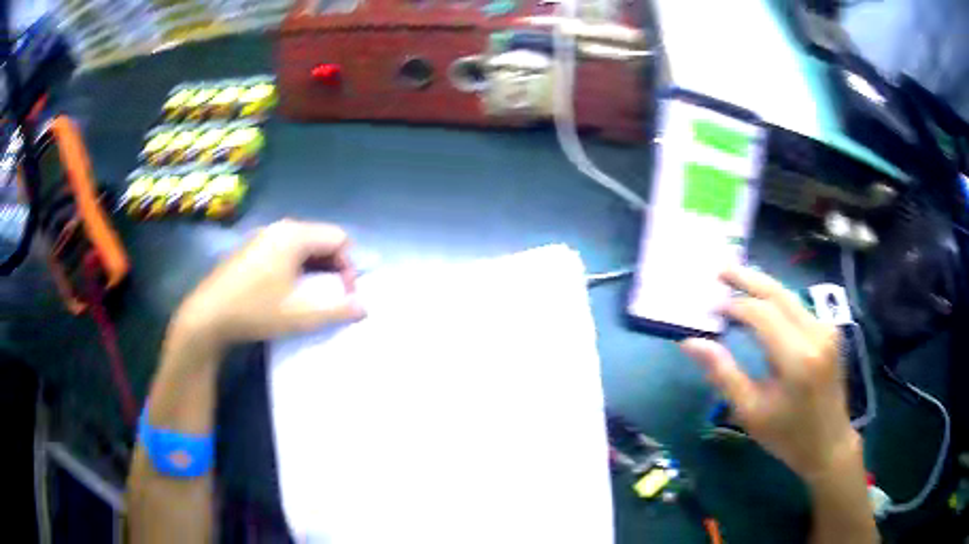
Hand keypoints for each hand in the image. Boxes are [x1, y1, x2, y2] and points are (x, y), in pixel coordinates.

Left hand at [173, 219, 364, 352]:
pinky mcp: (252, 248)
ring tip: (312, 296)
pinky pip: (286, 249)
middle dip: (334, 267)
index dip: (349, 267)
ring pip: (304, 245)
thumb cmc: (255, 311)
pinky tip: (288, 290)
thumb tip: (364, 308)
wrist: (207, 316)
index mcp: (295, 235)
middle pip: (322, 238)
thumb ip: (338, 310)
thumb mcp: (301, 316)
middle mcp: (281, 228)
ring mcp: (263, 236)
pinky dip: (298, 266)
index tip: (345, 296)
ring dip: (316, 268)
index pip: (339, 239)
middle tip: (332, 296)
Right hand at [681, 267, 856, 479]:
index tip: (710, 308)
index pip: (761, 314)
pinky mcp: (829, 330)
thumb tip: (691, 343)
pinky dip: (775, 300)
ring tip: (735, 280)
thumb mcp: (750, 412)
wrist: (829, 442)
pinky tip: (761, 301)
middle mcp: (816, 333)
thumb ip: (722, 373)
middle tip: (719, 269)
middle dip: (747, 278)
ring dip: (761, 286)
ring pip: (789, 295)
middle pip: (778, 293)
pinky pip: (797, 306)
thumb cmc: (787, 435)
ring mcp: (826, 328)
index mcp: (797, 358)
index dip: (733, 306)